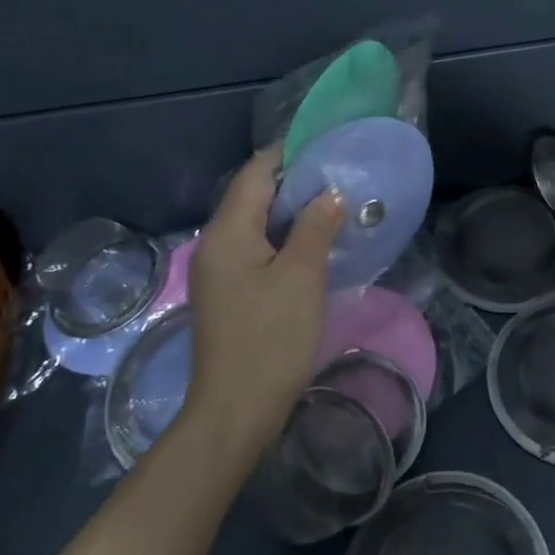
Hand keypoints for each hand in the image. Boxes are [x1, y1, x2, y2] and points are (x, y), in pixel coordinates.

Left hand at [185, 148, 343, 455]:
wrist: (235, 411)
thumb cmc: (270, 338)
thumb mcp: (301, 277)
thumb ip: (316, 226)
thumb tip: (328, 193)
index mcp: (228, 231)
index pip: (256, 172)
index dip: (288, 152)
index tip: (326, 143)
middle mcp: (215, 243)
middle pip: (253, 194)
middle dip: (294, 180)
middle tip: (338, 173)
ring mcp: (219, 270)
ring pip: (256, 222)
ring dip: (291, 210)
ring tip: (333, 202)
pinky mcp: (228, 292)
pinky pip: (256, 247)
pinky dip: (283, 236)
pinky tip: (313, 242)